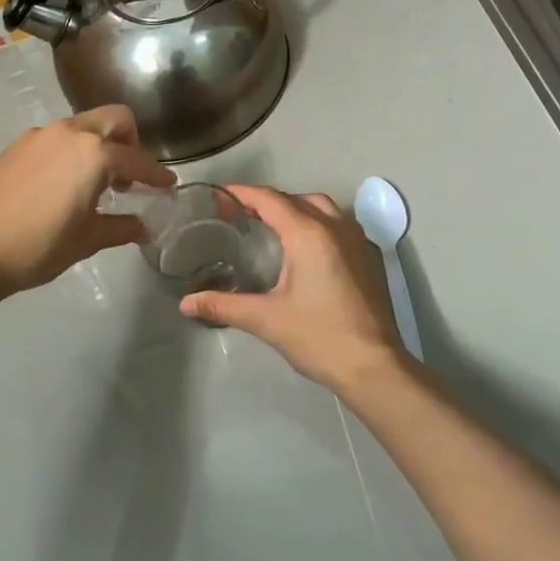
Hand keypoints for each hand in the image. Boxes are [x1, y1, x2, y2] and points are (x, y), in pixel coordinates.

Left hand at [0, 105, 175, 295]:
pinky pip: (58, 137)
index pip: (137, 159)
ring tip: (98, 181)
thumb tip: (142, 227)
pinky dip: (73, 150)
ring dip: (100, 144)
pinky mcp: (18, 146)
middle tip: (131, 175)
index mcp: (94, 154)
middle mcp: (70, 133)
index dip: (157, 175)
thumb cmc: (39, 247)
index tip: (169, 185)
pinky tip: (65, 182)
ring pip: (84, 125)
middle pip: (114, 119)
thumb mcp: (87, 240)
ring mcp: (40, 135)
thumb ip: (120, 227)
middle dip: (131, 141)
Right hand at [179, 186, 409, 392]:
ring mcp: (359, 241)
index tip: (220, 195)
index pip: (270, 200)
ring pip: (323, 208)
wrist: (374, 366)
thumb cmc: (319, 337)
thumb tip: (186, 303)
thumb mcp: (265, 320)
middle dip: (268, 200)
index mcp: (309, 235)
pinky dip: (319, 223)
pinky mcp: (371, 258)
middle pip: (297, 199)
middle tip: (241, 214)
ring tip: (273, 226)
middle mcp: (336, 228)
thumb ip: (223, 305)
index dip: (243, 194)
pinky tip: (308, 247)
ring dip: (296, 208)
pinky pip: (341, 225)